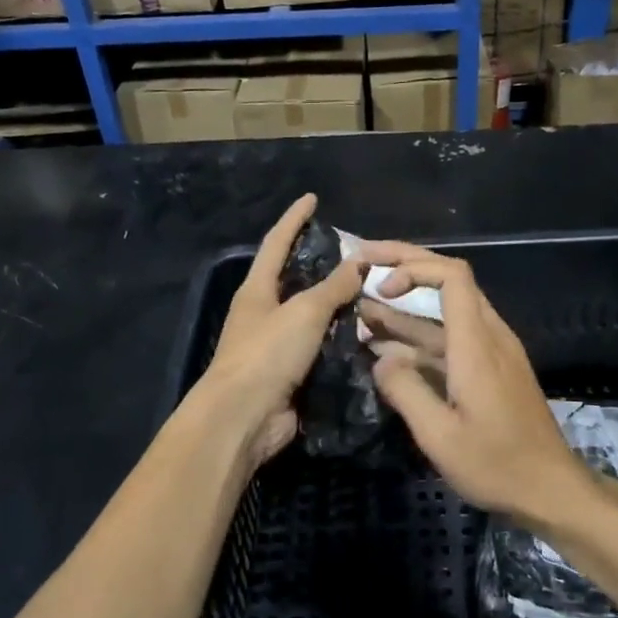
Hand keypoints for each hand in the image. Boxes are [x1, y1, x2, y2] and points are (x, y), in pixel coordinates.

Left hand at [200, 194, 366, 468]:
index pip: (276, 243)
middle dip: (322, 264)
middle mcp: (263, 313)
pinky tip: (367, 335)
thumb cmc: (267, 354)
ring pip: (312, 317)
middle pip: (295, 280)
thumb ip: (333, 287)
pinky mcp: (289, 374)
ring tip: (373, 293)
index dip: (294, 219)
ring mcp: (275, 345)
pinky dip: (341, 341)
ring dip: (338, 306)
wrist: (244, 418)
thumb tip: (358, 262)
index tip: (312, 199)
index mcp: (257, 290)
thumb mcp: (304, 312)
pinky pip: (320, 349)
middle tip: (357, 253)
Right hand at [356, 242, 592, 527]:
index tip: (379, 287)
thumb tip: (379, 359)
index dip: (412, 268)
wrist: (551, 489)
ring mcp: (492, 351)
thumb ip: (404, 390)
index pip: (452, 275)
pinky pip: (451, 337)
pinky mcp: (491, 369)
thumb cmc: (496, 464)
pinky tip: (387, 348)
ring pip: (446, 311)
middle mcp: (488, 335)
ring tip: (360, 308)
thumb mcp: (440, 436)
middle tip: (361, 264)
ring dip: (405, 305)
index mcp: (477, 343)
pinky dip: (418, 335)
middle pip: (449, 280)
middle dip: (404, 265)